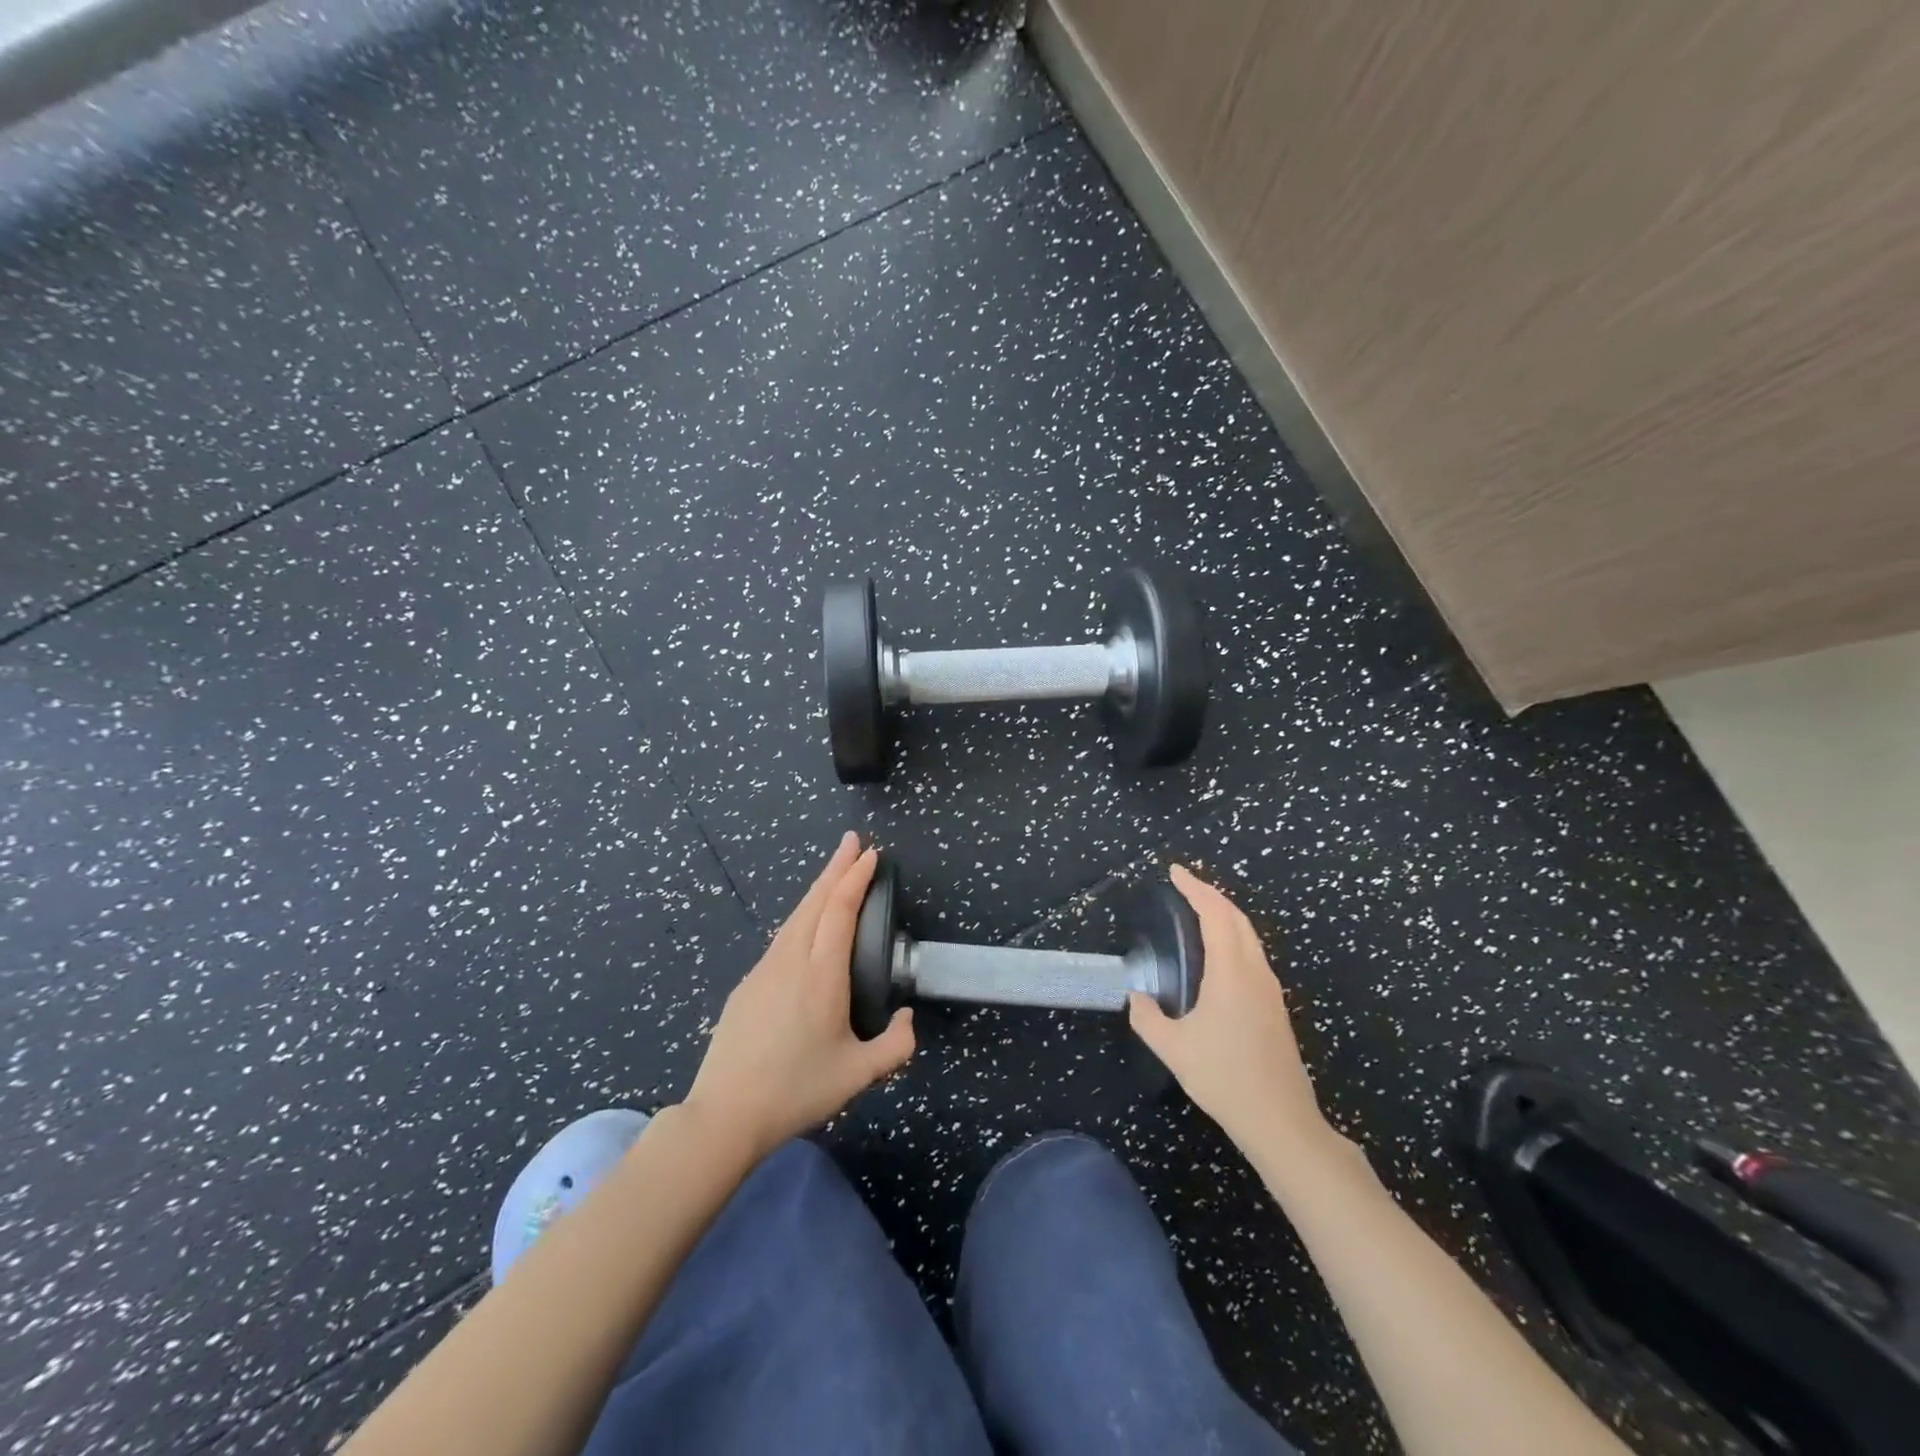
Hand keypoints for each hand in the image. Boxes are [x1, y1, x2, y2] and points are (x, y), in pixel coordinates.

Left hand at [685, 834, 914, 1158]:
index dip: (856, 878)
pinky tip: (805, 926)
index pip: (840, 910)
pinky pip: (781, 938)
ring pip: (795, 917)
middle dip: (836, 867)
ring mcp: (764, 970)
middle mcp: (792, 961)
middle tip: (853, 841)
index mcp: (822, 974)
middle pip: (814, 901)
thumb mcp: (858, 1075)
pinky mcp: (747, 985)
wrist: (725, 1113)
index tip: (870, 854)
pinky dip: (801, 917)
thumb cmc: (796, 1090)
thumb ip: (895, 1046)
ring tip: (834, 874)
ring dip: (817, 890)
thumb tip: (906, 1018)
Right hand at [1129, 865, 1333, 1159]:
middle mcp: (1255, 972)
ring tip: (1198, 911)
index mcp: (1232, 973)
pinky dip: (1233, 937)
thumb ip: (1147, 1017)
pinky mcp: (1274, 1007)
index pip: (1215, 914)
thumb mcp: (1174, 1049)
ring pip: (1249, 936)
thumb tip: (1136, 996)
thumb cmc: (1225, 1079)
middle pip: (1237, 918)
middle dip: (1211, 895)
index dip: (1195, 888)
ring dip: (1225, 916)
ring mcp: (1270, 990)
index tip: (1174, 872)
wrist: (1281, 1121)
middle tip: (1184, 886)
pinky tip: (1218, 954)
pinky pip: (1252, 954)